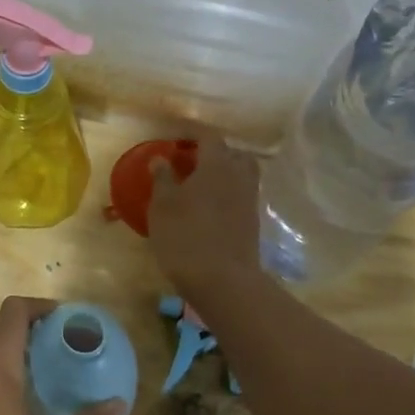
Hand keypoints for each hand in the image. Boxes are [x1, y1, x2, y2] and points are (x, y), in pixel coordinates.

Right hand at [147, 135, 262, 304]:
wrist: (222, 280)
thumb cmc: (185, 236)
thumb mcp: (163, 206)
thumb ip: (163, 179)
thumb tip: (161, 159)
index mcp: (217, 165)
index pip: (209, 137)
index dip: (193, 134)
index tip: (177, 139)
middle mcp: (239, 176)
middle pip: (233, 153)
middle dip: (215, 153)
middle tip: (193, 162)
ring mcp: (250, 200)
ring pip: (241, 175)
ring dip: (224, 174)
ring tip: (201, 186)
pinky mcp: (253, 222)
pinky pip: (242, 196)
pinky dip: (228, 195)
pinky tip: (210, 208)